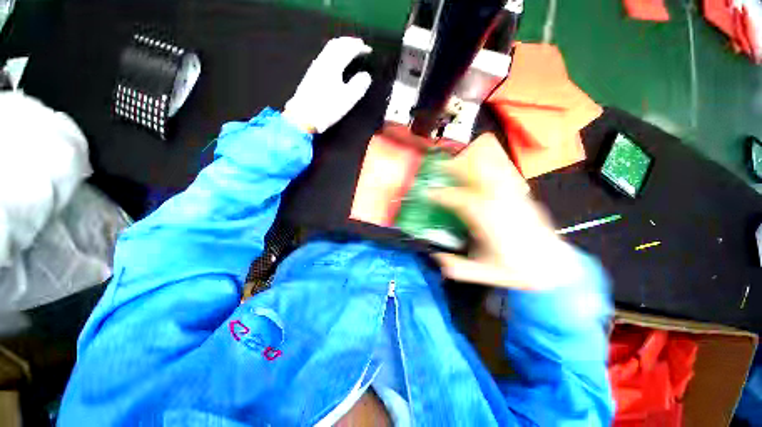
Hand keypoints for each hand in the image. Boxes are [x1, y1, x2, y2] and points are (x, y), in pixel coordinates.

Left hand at [283, 37, 372, 133]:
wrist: (303, 117)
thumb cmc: (327, 108)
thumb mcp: (347, 99)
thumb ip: (358, 85)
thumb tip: (366, 75)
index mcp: (333, 66)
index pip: (347, 49)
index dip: (359, 47)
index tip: (368, 49)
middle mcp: (323, 62)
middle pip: (336, 44)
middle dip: (349, 42)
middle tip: (359, 44)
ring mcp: (315, 67)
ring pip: (328, 49)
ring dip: (341, 46)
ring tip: (349, 50)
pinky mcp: (311, 74)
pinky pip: (325, 56)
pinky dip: (334, 53)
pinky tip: (336, 61)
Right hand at [428, 133, 579, 289]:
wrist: (555, 267)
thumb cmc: (519, 270)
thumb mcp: (486, 274)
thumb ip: (459, 268)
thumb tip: (437, 258)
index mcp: (491, 222)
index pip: (461, 201)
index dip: (442, 195)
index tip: (428, 192)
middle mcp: (502, 205)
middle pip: (478, 177)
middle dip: (458, 168)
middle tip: (441, 165)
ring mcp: (515, 198)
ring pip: (493, 172)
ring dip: (474, 163)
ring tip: (459, 160)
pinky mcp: (523, 197)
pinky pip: (505, 176)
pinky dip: (491, 167)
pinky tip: (483, 166)